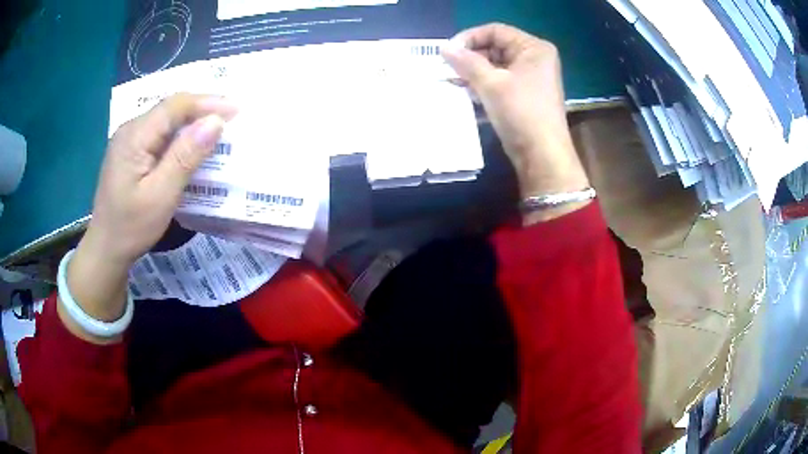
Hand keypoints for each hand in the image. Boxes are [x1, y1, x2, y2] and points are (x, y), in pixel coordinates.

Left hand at [60, 94, 236, 341]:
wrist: (106, 249)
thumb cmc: (131, 227)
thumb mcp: (161, 195)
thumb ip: (185, 157)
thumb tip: (215, 122)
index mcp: (134, 136)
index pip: (175, 106)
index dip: (207, 103)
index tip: (236, 110)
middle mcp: (130, 129)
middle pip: (170, 109)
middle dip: (202, 109)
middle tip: (232, 117)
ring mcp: (129, 139)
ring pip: (166, 120)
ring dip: (192, 122)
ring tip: (217, 128)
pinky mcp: (131, 151)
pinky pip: (160, 134)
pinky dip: (180, 135)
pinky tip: (191, 144)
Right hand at [442, 23, 590, 216]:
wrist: (542, 156)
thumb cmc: (520, 113)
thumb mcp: (491, 83)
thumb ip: (466, 62)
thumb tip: (444, 48)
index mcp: (533, 48)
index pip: (495, 31)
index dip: (469, 38)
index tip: (448, 52)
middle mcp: (535, 59)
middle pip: (495, 47)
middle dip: (470, 58)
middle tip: (448, 69)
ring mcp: (531, 78)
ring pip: (495, 66)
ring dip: (473, 73)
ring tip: (453, 82)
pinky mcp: (525, 95)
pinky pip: (500, 81)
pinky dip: (483, 85)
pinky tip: (466, 93)